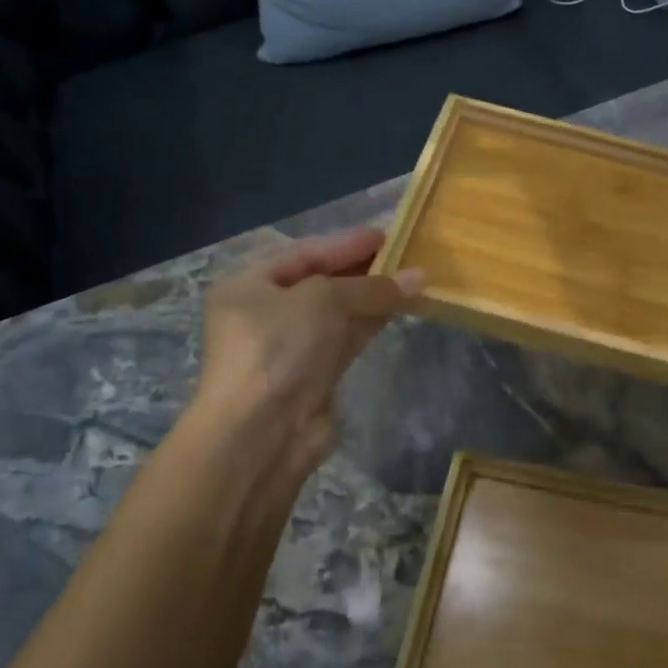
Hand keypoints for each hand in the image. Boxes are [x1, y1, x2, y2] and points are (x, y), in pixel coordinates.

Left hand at [186, 228, 422, 478]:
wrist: (260, 433)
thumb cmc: (278, 348)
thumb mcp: (322, 301)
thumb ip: (370, 287)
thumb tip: (418, 276)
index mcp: (249, 285)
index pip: (304, 254)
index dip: (346, 243)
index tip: (387, 234)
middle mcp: (266, 313)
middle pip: (321, 281)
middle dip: (362, 269)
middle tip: (405, 253)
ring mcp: (289, 347)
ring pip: (337, 312)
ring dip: (373, 296)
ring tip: (413, 279)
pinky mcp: (313, 375)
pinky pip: (346, 338)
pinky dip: (371, 322)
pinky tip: (400, 308)